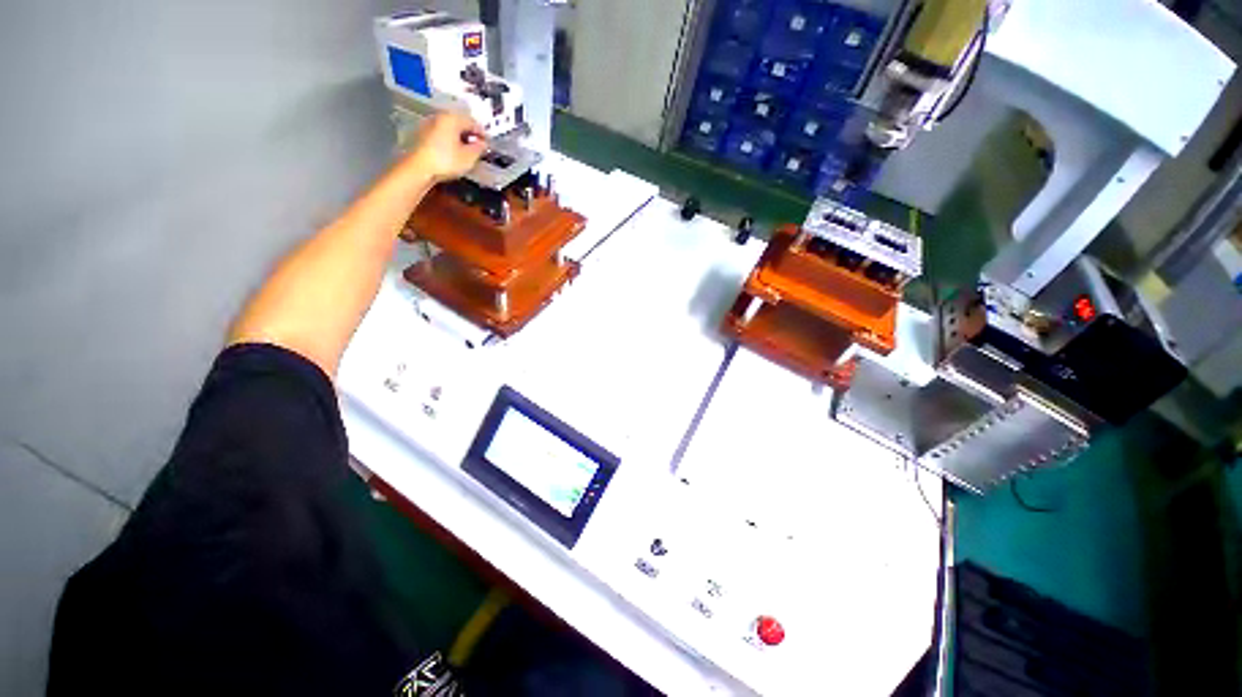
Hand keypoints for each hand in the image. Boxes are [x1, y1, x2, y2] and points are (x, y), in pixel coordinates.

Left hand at [404, 112, 487, 183]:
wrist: (418, 168)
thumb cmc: (446, 161)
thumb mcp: (469, 157)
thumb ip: (479, 148)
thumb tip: (483, 144)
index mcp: (452, 118)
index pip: (473, 122)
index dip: (482, 134)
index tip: (488, 144)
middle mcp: (439, 117)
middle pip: (460, 123)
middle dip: (470, 135)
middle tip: (478, 148)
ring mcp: (428, 124)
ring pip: (450, 129)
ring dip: (459, 138)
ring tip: (466, 151)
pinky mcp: (422, 135)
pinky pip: (441, 134)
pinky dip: (449, 141)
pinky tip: (453, 153)